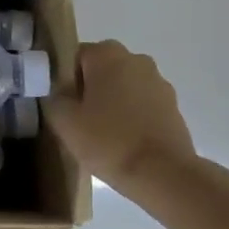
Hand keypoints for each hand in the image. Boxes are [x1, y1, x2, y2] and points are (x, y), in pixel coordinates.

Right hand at [46, 41, 198, 200]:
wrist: (162, 174)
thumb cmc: (108, 141)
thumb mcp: (64, 121)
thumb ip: (55, 97)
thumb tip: (61, 92)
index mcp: (107, 54)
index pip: (75, 57)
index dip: (66, 81)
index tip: (65, 106)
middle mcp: (136, 59)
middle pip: (102, 69)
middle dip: (91, 89)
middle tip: (81, 120)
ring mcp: (159, 81)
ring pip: (124, 86)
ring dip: (113, 101)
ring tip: (104, 133)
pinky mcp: (173, 105)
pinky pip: (143, 103)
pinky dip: (133, 115)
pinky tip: (126, 140)